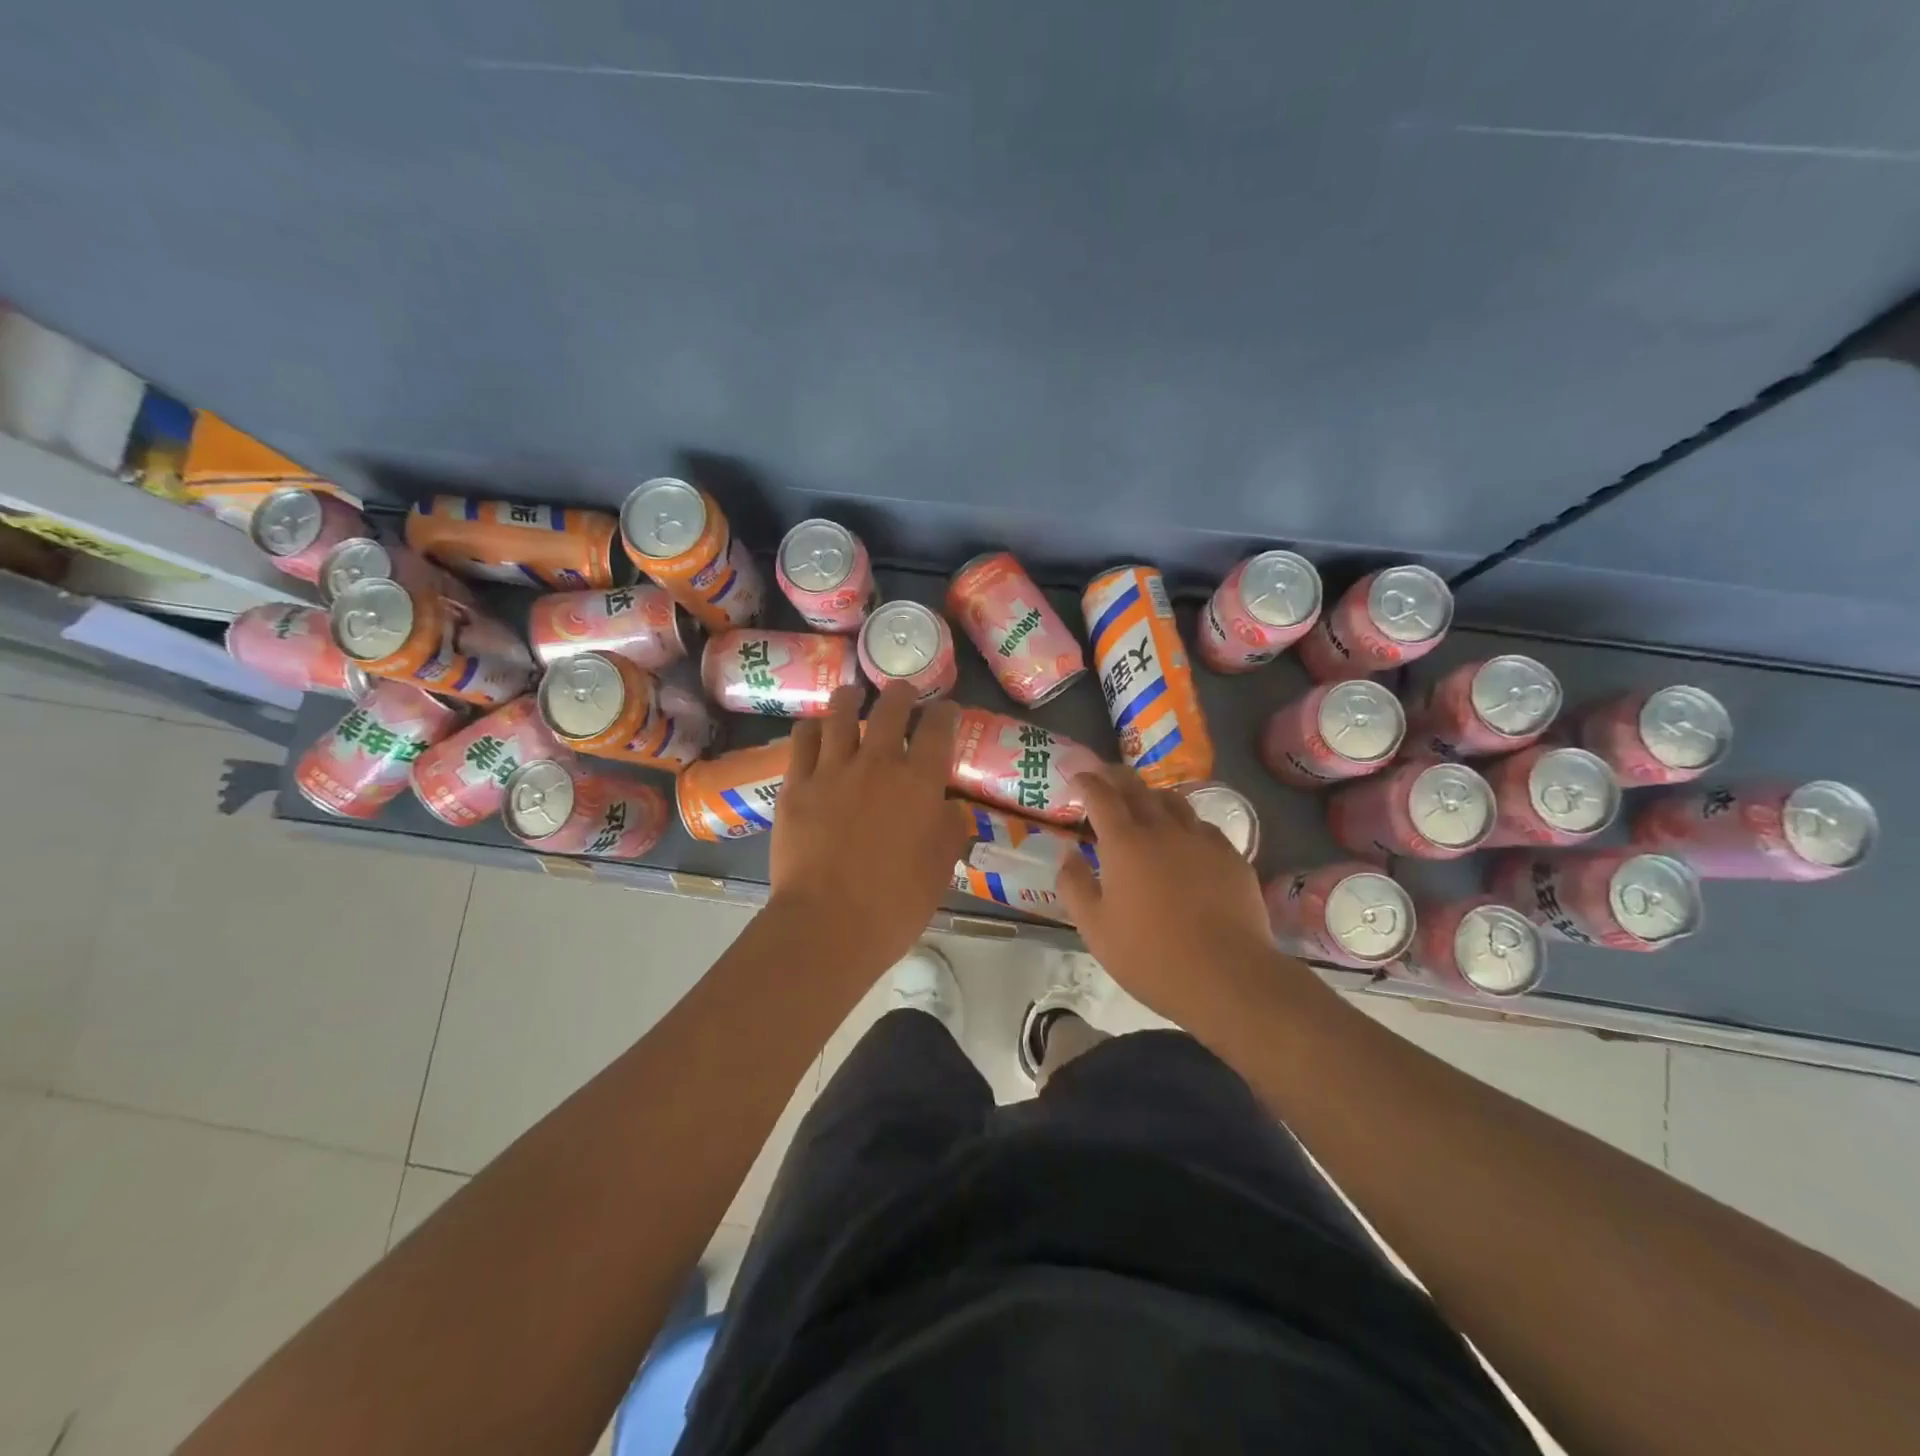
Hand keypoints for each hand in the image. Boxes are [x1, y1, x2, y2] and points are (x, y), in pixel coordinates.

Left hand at [767, 681, 974, 981]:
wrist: (827, 924)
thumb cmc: (895, 904)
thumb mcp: (940, 869)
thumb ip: (950, 831)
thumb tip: (952, 808)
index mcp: (920, 782)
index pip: (938, 728)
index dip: (945, 713)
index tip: (946, 711)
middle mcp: (878, 763)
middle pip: (891, 707)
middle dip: (901, 693)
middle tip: (903, 693)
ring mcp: (833, 770)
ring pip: (841, 713)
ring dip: (851, 699)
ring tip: (853, 696)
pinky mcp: (796, 785)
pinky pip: (802, 740)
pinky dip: (812, 729)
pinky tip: (814, 731)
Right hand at [1058, 766, 1286, 1027]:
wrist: (1228, 976)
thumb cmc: (1150, 956)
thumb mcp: (1095, 929)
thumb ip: (1074, 886)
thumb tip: (1069, 855)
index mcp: (1124, 843)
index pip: (1100, 795)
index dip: (1086, 781)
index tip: (1077, 777)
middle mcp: (1163, 829)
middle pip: (1137, 787)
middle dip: (1116, 777)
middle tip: (1104, 778)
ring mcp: (1202, 839)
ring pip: (1174, 801)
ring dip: (1152, 796)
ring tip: (1144, 805)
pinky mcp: (1231, 856)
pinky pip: (1202, 826)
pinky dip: (1185, 824)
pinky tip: (1185, 842)